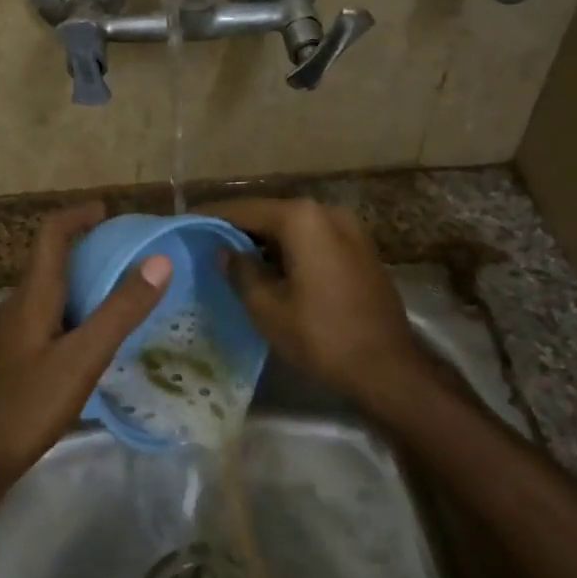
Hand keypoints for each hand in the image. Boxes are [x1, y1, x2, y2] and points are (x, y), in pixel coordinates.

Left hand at [0, 202, 171, 488]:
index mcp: (33, 295)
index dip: (78, 215)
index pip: (51, 234)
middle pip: (52, 261)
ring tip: (120, 295)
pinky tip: (93, 341)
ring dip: (82, 283)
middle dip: (87, 249)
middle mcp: (18, 305)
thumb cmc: (27, 404)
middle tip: (128, 256)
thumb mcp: (82, 357)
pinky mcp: (13, 360)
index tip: (109, 211)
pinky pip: (48, 319)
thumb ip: (120, 310)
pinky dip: (75, 313)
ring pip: (51, 293)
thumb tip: (160, 260)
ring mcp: (12, 334)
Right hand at [203, 198, 428, 417]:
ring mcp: (350, 229)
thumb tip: (224, 251)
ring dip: (267, 240)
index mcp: (302, 218)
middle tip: (208, 243)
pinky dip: (292, 249)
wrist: (387, 368)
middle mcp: (327, 212)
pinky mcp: (361, 250)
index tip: (188, 222)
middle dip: (241, 228)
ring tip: (235, 258)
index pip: (245, 210)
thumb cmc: (321, 335)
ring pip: (295, 227)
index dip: (213, 217)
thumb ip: (240, 271)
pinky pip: (316, 240)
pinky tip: (273, 269)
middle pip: (272, 214)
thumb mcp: (267, 307)